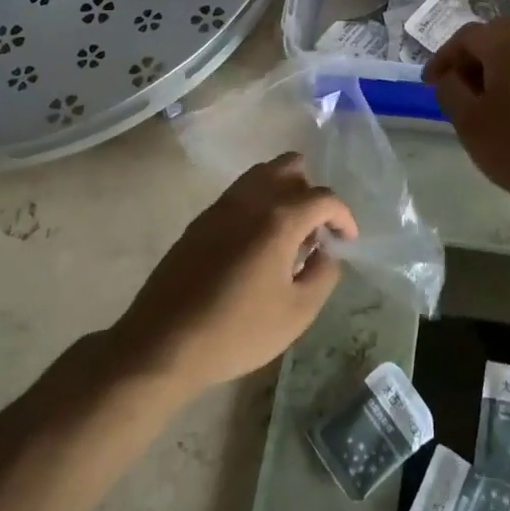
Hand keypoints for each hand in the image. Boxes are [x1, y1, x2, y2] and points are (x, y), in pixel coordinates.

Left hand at [115, 154, 355, 395]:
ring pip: (261, 174)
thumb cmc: (237, 331)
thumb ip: (323, 275)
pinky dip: (258, 204)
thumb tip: (327, 253)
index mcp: (279, 219)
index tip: (346, 241)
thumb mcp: (297, 313)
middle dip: (311, 192)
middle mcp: (250, 200)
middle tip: (315, 230)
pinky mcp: (200, 221)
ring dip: (283, 192)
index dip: (343, 216)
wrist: (163, 343)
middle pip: (290, 167)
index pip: (324, 197)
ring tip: (288, 235)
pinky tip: (256, 245)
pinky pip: (239, 194)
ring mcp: (221, 206)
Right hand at [423, 19, 509, 206]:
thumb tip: (450, 77)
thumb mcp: (469, 121)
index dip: (443, 58)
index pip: (466, 37)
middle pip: (495, 40)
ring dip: (497, 72)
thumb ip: (450, 90)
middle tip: (457, 91)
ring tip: (485, 104)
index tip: (430, 84)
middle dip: (471, 62)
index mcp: (508, 41)